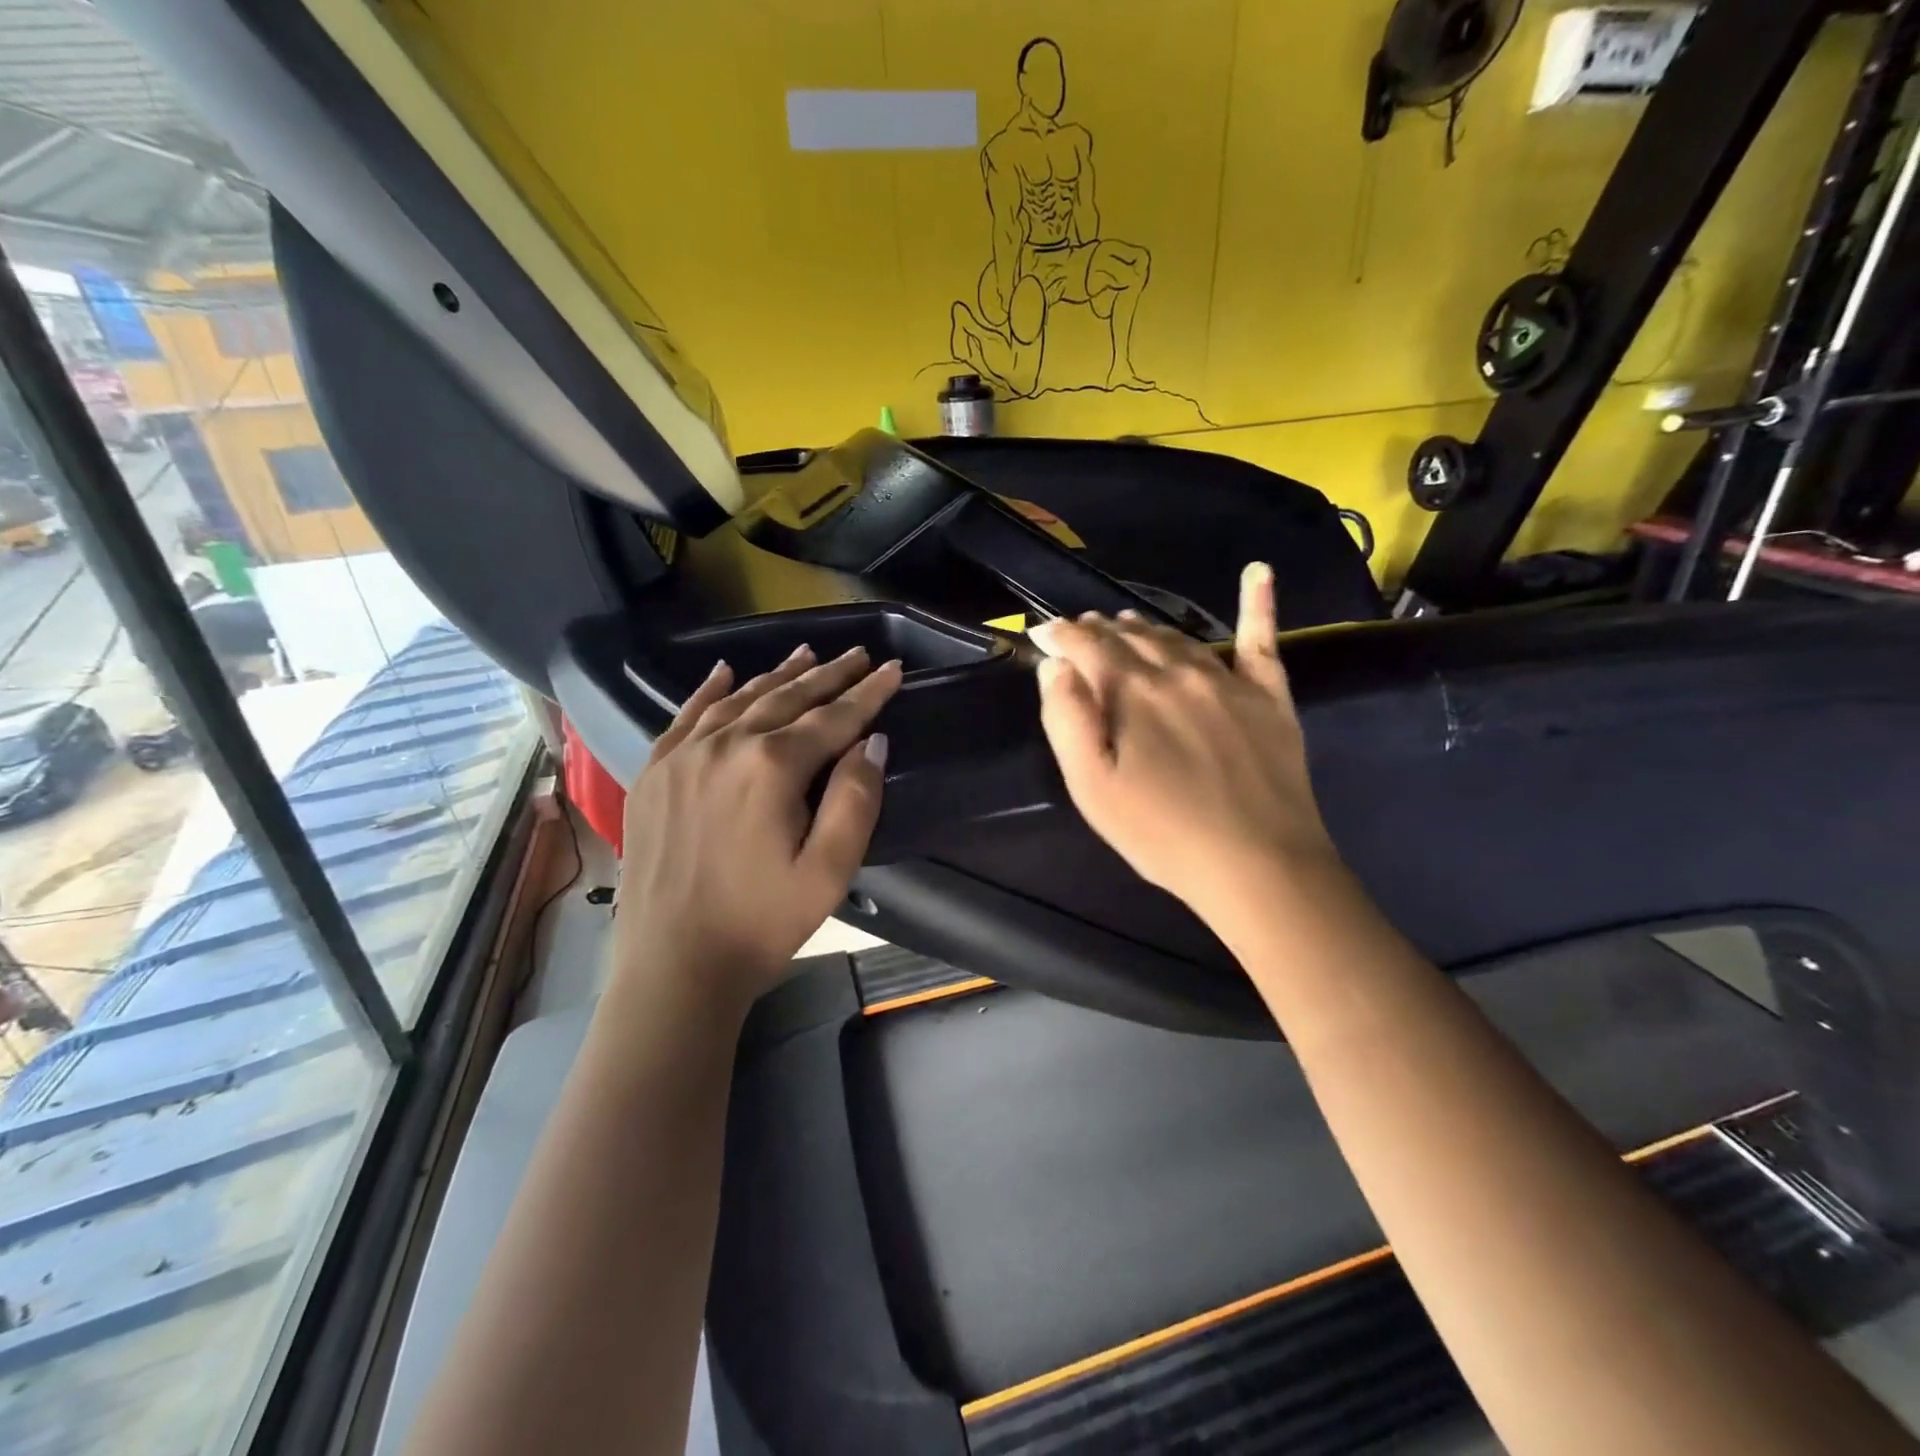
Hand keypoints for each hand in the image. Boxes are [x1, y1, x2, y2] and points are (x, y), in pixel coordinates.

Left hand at [613, 645, 902, 1010]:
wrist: (673, 966)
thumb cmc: (761, 923)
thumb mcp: (830, 871)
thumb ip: (856, 800)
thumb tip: (872, 742)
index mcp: (771, 767)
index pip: (833, 718)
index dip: (868, 693)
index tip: (892, 668)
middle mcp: (725, 746)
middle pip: (787, 698)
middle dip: (829, 675)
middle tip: (857, 654)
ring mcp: (682, 757)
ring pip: (740, 700)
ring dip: (777, 675)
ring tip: (807, 654)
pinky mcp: (653, 774)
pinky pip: (686, 717)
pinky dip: (710, 691)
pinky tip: (725, 672)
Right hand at [1032, 563, 1338, 929]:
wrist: (1259, 863)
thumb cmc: (1162, 833)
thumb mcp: (1092, 787)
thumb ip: (1067, 719)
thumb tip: (1056, 665)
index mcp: (1132, 691)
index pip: (1086, 645)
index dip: (1059, 635)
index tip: (1041, 634)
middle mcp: (1178, 671)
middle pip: (1130, 637)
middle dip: (1099, 632)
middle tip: (1081, 635)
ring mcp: (1228, 680)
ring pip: (1178, 638)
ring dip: (1145, 630)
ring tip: (1125, 627)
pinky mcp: (1269, 696)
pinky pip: (1261, 640)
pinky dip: (1259, 603)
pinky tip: (1259, 571)